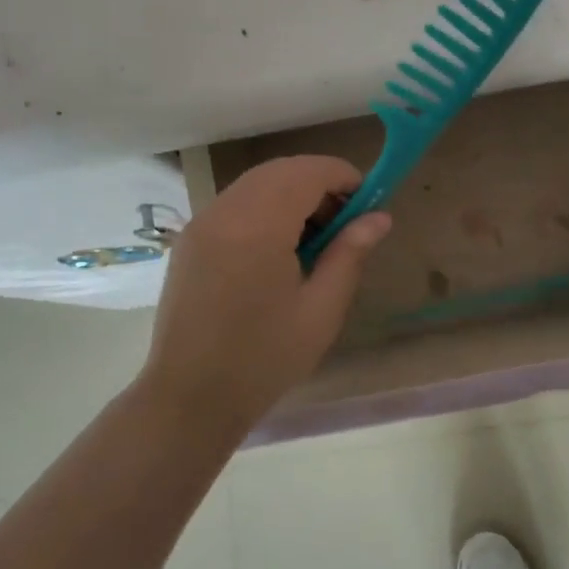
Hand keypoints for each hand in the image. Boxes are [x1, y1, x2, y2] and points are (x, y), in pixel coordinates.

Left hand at [139, 156, 390, 430]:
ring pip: (255, 184)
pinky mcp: (189, 240)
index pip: (307, 172)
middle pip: (280, 170)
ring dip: (291, 193)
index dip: (342, 177)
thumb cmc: (264, 359)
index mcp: (258, 226)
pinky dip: (264, 207)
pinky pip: (234, 204)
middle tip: (345, 223)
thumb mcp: (321, 310)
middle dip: (318, 183)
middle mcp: (224, 212)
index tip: (368, 203)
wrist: (189, 398)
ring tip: (315, 238)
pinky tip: (278, 248)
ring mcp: (201, 224)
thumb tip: (379, 217)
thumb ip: (349, 254)